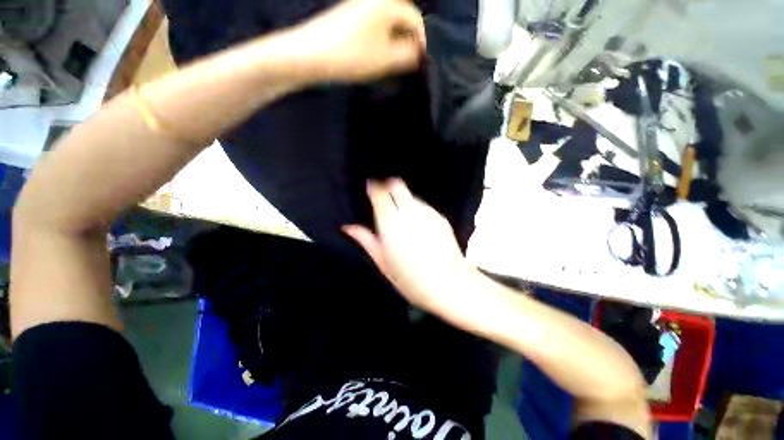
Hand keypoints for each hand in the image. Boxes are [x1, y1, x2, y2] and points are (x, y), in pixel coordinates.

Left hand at [294, 0, 425, 81]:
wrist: (311, 55)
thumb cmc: (352, 56)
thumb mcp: (386, 59)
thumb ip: (408, 55)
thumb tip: (420, 53)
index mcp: (387, 3)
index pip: (416, 20)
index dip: (422, 42)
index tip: (422, 62)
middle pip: (402, 19)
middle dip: (408, 42)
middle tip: (408, 64)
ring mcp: (359, 5)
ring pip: (387, 24)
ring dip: (394, 43)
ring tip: (393, 63)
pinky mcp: (349, 15)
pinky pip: (374, 26)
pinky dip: (381, 40)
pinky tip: (377, 55)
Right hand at [343, 179, 470, 311]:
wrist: (449, 285)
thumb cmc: (411, 279)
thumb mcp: (383, 263)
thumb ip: (366, 240)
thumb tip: (348, 227)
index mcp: (391, 224)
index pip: (380, 193)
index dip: (373, 187)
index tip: (370, 188)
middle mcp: (409, 213)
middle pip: (397, 185)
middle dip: (388, 185)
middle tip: (383, 196)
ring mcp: (427, 213)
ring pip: (411, 195)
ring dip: (403, 199)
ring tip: (401, 215)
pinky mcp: (440, 217)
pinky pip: (424, 206)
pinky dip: (416, 209)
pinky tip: (418, 225)